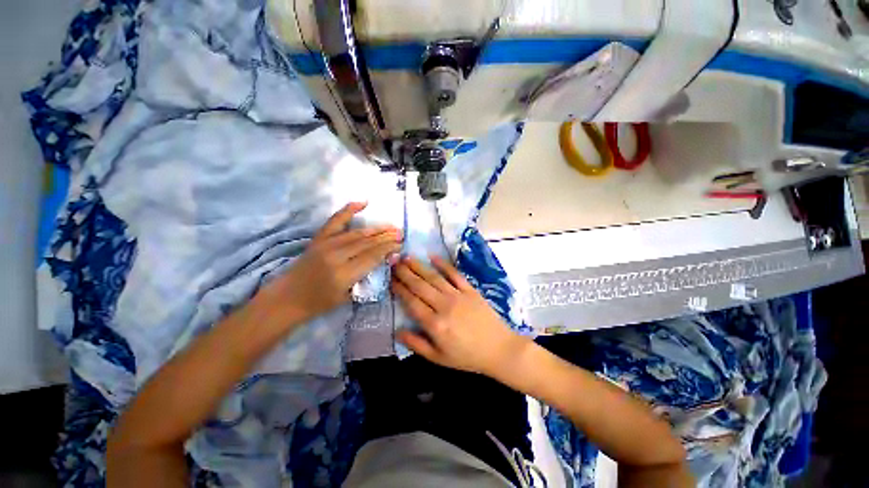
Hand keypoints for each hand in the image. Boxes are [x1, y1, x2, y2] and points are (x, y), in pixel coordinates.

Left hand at [267, 202, 401, 321]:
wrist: (287, 298)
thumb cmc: (319, 303)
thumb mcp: (348, 296)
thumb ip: (367, 277)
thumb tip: (386, 260)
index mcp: (343, 274)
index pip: (373, 256)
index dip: (389, 249)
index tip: (400, 246)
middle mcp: (336, 255)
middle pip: (368, 242)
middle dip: (387, 237)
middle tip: (400, 234)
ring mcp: (326, 244)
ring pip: (358, 233)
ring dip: (377, 229)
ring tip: (392, 227)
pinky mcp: (319, 238)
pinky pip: (336, 220)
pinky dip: (350, 209)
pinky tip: (364, 203)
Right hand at [391, 256, 529, 376]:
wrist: (499, 349)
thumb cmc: (467, 356)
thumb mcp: (439, 358)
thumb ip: (416, 344)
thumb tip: (397, 331)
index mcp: (435, 324)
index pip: (412, 302)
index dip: (399, 289)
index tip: (391, 279)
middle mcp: (444, 306)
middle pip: (420, 286)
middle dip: (405, 273)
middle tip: (394, 262)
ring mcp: (458, 295)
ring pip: (434, 278)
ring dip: (419, 266)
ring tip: (407, 257)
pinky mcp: (470, 290)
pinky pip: (454, 274)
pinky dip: (444, 264)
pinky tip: (433, 256)